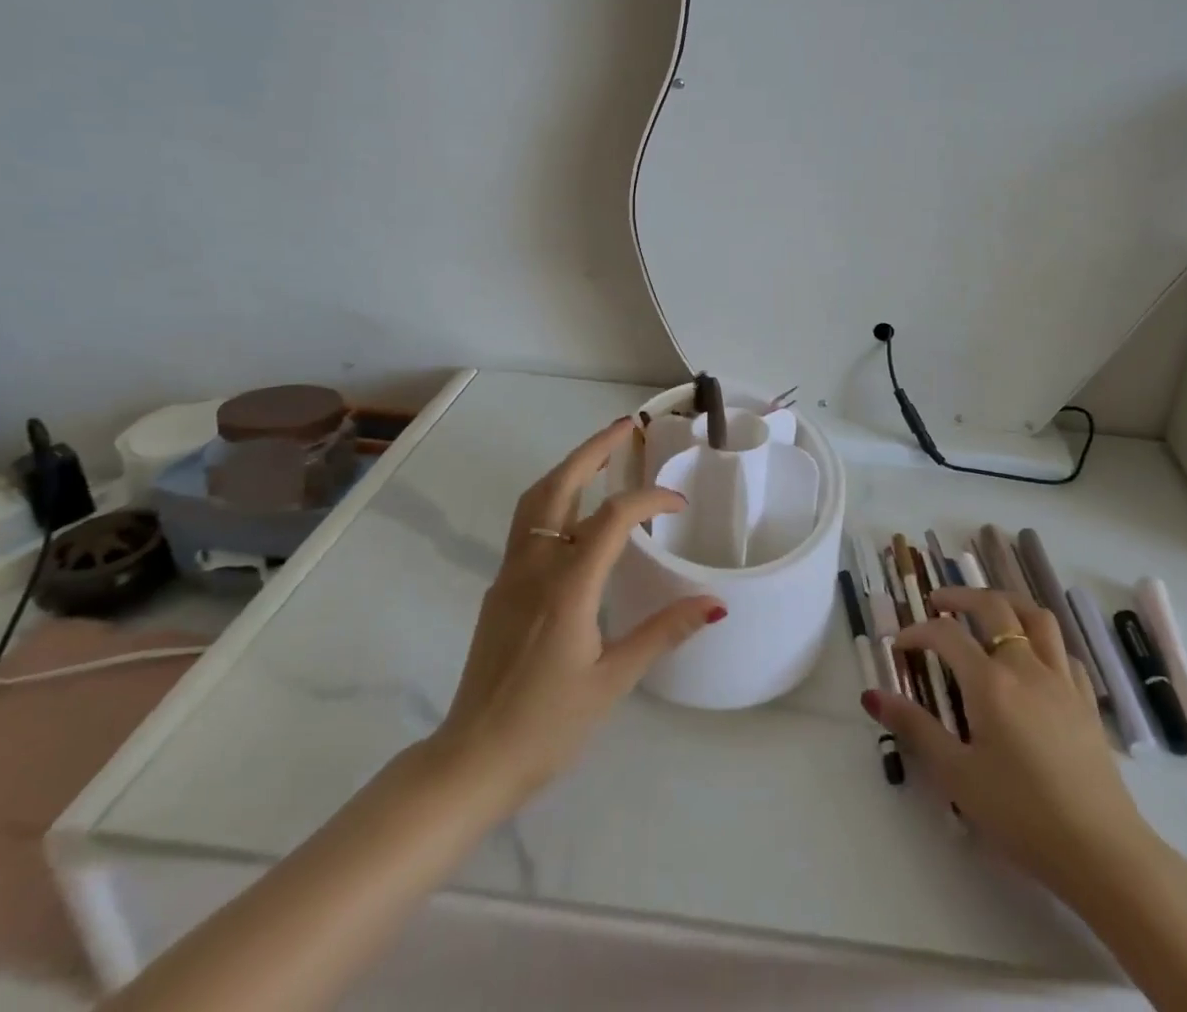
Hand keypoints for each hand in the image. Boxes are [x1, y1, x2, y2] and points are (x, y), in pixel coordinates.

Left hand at [429, 418, 725, 809]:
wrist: (472, 760)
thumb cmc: (547, 725)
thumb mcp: (613, 681)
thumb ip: (662, 633)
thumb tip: (714, 604)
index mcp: (567, 587)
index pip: (611, 518)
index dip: (648, 500)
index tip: (678, 503)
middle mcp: (534, 568)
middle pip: (560, 487)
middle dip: (593, 451)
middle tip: (624, 428)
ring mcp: (510, 575)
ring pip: (535, 501)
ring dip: (568, 469)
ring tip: (600, 456)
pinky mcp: (500, 589)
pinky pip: (526, 526)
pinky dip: (554, 499)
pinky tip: (575, 513)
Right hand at [865, 587, 1148, 896]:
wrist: (1102, 852)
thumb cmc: (1021, 814)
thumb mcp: (957, 775)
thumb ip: (915, 728)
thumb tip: (873, 695)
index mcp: (990, 682)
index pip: (946, 635)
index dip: (917, 632)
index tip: (899, 646)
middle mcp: (1026, 666)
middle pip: (994, 606)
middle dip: (960, 597)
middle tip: (938, 603)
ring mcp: (1061, 680)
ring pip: (1036, 617)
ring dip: (1006, 604)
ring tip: (987, 612)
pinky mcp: (1085, 701)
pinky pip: (1063, 651)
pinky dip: (1041, 641)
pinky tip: (1032, 659)